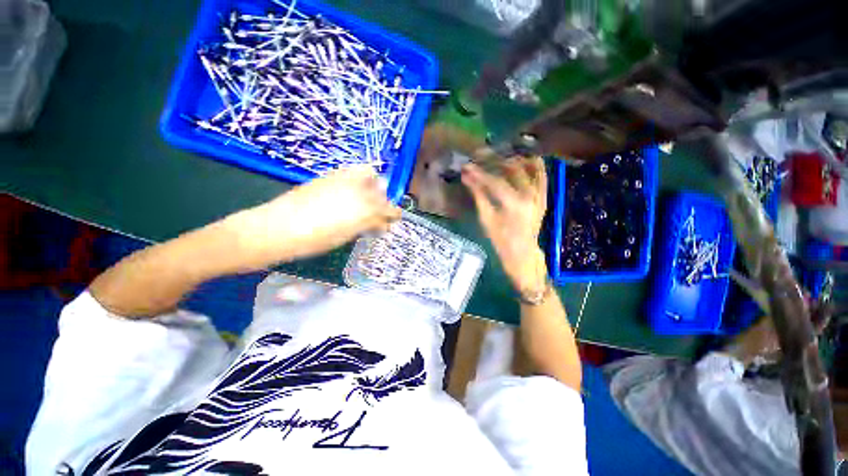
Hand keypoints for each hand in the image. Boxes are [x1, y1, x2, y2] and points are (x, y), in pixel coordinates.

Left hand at [230, 166, 400, 267]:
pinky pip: (353, 170)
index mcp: (365, 210)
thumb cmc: (313, 240)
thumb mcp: (345, 236)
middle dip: (385, 201)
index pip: (388, 209)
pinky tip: (352, 190)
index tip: (393, 220)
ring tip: (368, 197)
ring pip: (370, 173)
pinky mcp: (329, 175)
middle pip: (382, 191)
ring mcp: (343, 179)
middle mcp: (358, 190)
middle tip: (380, 212)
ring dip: (375, 185)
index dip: (393, 215)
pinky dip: (360, 178)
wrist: (276, 228)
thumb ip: (366, 226)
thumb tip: (380, 224)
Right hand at [461, 156, 548, 292]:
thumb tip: (467, 177)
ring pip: (529, 167)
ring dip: (513, 159)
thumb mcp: (486, 219)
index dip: (480, 173)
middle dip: (495, 160)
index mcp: (514, 205)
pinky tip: (520, 159)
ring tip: (498, 157)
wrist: (523, 252)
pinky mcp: (544, 196)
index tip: (467, 166)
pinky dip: (532, 164)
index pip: (495, 181)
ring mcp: (540, 194)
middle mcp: (530, 195)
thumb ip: (478, 195)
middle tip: (481, 156)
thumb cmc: (501, 240)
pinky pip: (541, 174)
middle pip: (513, 169)